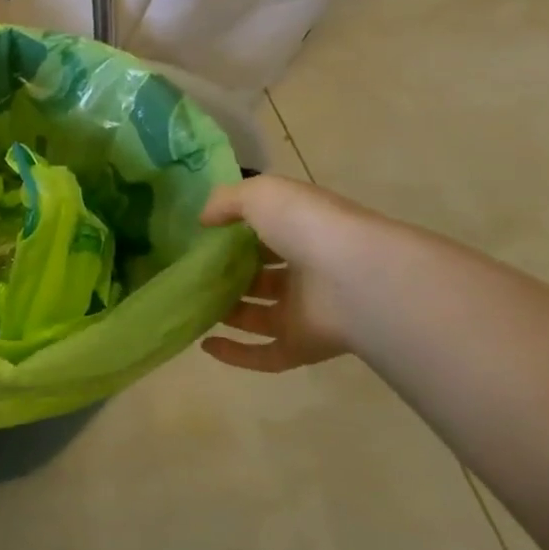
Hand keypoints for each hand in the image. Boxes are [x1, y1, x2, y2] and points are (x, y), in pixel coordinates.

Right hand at [197, 175, 370, 371]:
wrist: (357, 280)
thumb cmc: (309, 228)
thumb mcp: (261, 194)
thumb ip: (227, 201)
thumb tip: (203, 220)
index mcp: (304, 233)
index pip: (267, 234)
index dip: (235, 236)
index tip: (201, 239)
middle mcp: (307, 272)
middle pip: (261, 277)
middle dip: (228, 277)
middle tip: (191, 277)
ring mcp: (305, 311)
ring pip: (258, 315)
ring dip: (227, 313)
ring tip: (191, 307)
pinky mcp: (302, 346)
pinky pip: (264, 354)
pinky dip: (235, 354)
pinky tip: (205, 344)